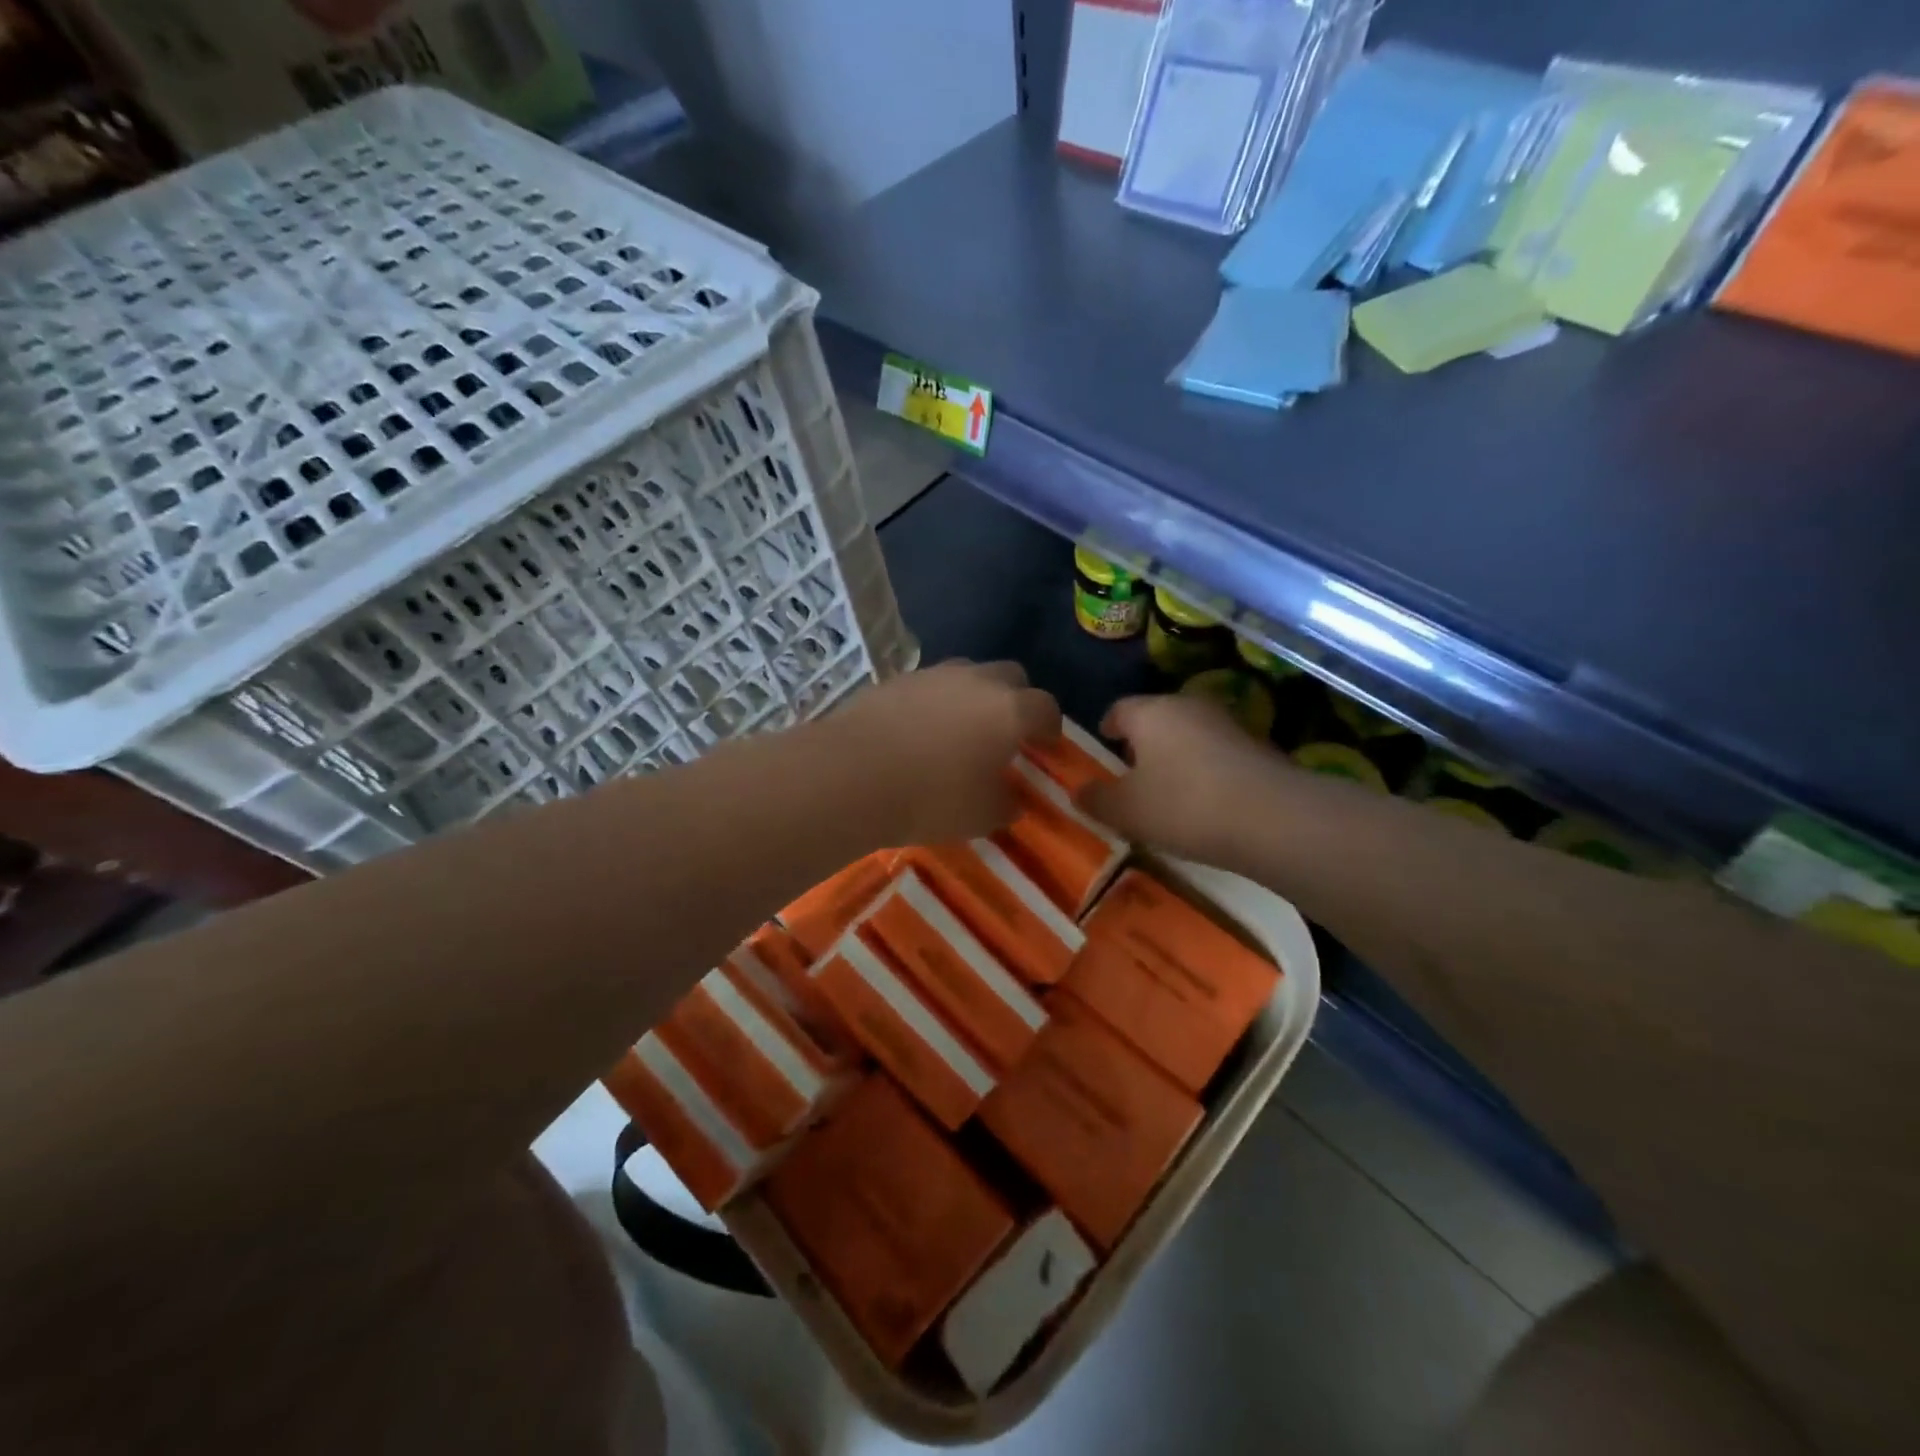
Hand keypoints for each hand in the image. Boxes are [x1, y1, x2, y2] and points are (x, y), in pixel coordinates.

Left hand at [830, 661, 1060, 844]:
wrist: (853, 775)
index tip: (1045, 745)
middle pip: (1011, 676)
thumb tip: (1011, 799)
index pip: (1045, 708)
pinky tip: (919, 730)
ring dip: (974, 695)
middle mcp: (976, 682)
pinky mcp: (896, 679)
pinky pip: (929, 685)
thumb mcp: (981, 816)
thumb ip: (1005, 804)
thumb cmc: (931, 799)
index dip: (1050, 726)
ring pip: (968, 673)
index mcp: (1009, 711)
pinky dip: (934, 701)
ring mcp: (933, 675)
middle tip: (1006, 731)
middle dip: (1016, 699)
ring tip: (961, 728)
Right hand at [1079, 694, 1283, 863]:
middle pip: (1156, 717)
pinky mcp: (1258, 745)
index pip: (1119, 709)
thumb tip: (1078, 791)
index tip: (1104, 743)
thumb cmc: (1183, 805)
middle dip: (1142, 741)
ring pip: (1189, 733)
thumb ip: (1096, 799)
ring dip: (1176, 754)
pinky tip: (1205, 800)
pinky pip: (1217, 752)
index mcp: (1150, 712)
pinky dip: (1205, 769)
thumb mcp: (1126, 811)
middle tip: (1132, 771)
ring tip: (1168, 788)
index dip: (1108, 726)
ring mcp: (1227, 723)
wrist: (1271, 818)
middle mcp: (1188, 706)